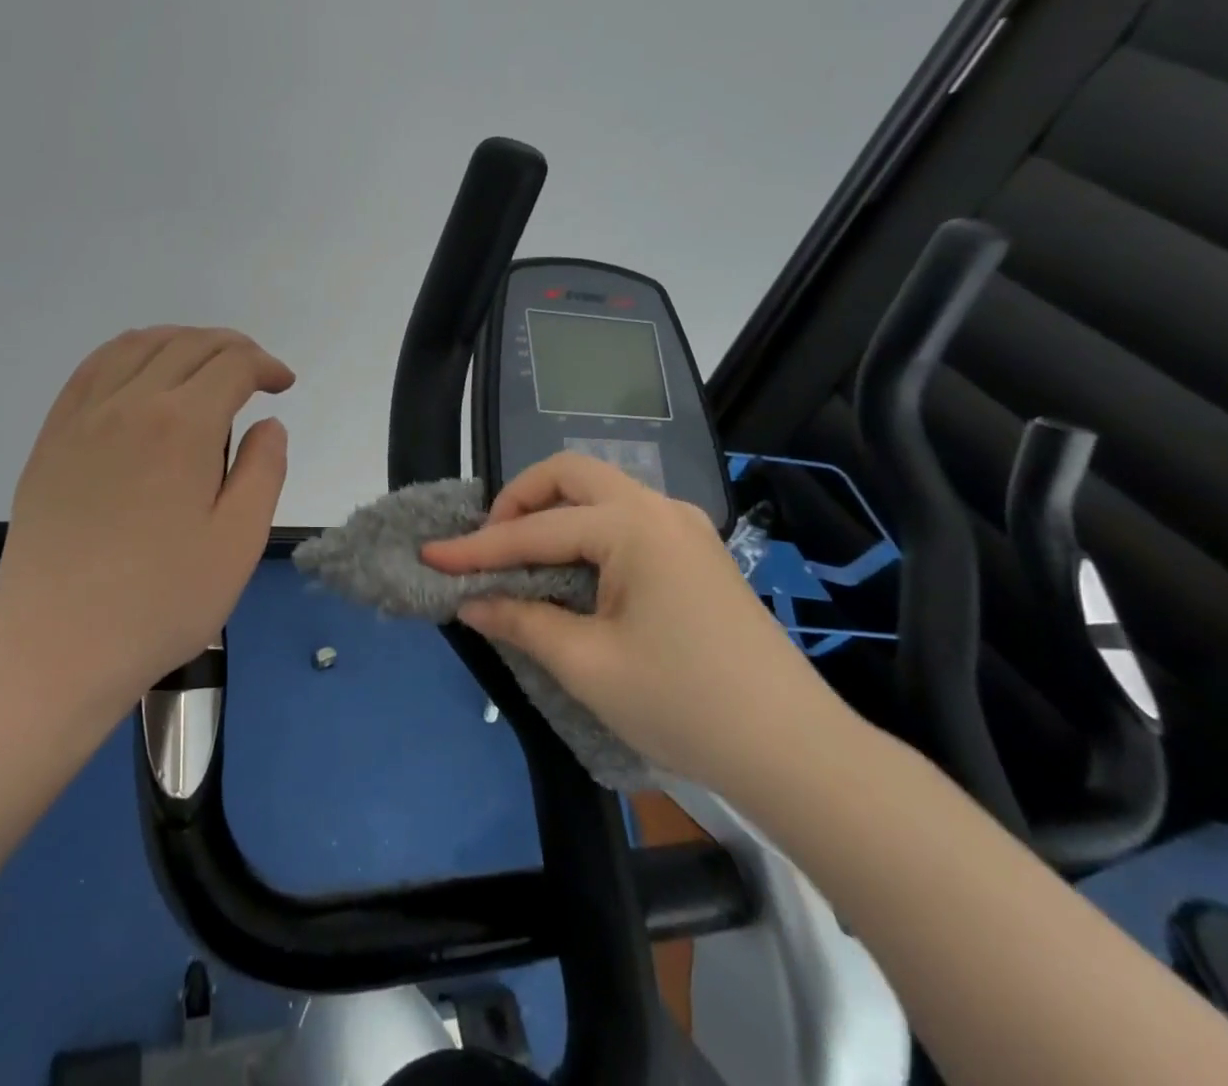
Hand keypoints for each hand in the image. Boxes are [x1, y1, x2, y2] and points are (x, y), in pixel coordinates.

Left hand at [0, 326, 293, 712]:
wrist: (55, 646)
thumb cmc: (160, 602)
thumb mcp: (238, 543)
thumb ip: (263, 471)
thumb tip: (268, 424)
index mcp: (181, 426)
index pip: (232, 365)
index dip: (265, 366)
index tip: (283, 386)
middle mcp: (130, 403)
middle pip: (189, 345)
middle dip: (232, 348)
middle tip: (255, 373)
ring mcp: (83, 417)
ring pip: (138, 345)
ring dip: (182, 341)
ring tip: (205, 364)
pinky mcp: (52, 437)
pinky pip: (92, 369)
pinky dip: (129, 352)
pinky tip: (142, 372)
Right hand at [421, 452, 854, 799]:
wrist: (796, 753)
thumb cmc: (685, 704)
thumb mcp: (588, 666)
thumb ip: (522, 622)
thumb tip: (472, 602)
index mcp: (633, 526)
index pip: (535, 530)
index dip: (477, 548)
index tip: (431, 555)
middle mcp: (659, 509)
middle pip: (571, 475)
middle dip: (520, 500)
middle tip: (489, 544)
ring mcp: (684, 527)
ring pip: (601, 493)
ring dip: (553, 513)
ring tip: (521, 557)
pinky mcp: (696, 553)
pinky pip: (624, 520)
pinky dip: (584, 532)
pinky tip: (570, 571)